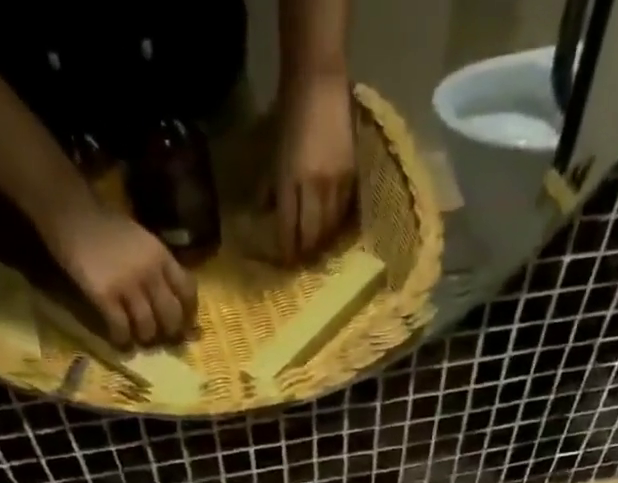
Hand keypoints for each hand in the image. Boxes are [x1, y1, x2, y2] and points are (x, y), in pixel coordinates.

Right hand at [43, 200, 194, 348]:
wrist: (68, 209)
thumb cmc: (104, 225)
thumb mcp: (141, 239)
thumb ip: (158, 265)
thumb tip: (171, 297)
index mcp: (161, 256)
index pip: (188, 292)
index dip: (188, 313)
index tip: (183, 323)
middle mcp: (150, 272)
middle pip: (171, 316)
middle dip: (169, 332)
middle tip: (160, 336)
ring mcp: (127, 284)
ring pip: (148, 327)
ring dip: (145, 337)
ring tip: (138, 337)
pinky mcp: (105, 295)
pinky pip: (121, 328)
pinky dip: (122, 339)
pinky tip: (119, 339)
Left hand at [272, 77, 355, 262]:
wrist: (319, 82)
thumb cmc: (290, 114)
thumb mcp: (274, 152)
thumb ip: (271, 186)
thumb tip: (266, 212)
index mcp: (290, 181)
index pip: (289, 228)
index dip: (287, 250)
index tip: (286, 264)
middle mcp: (314, 188)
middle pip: (312, 234)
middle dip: (306, 251)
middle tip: (302, 261)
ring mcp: (335, 184)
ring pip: (330, 227)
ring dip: (323, 242)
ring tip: (318, 249)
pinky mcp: (351, 177)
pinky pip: (344, 212)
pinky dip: (337, 225)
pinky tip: (333, 229)